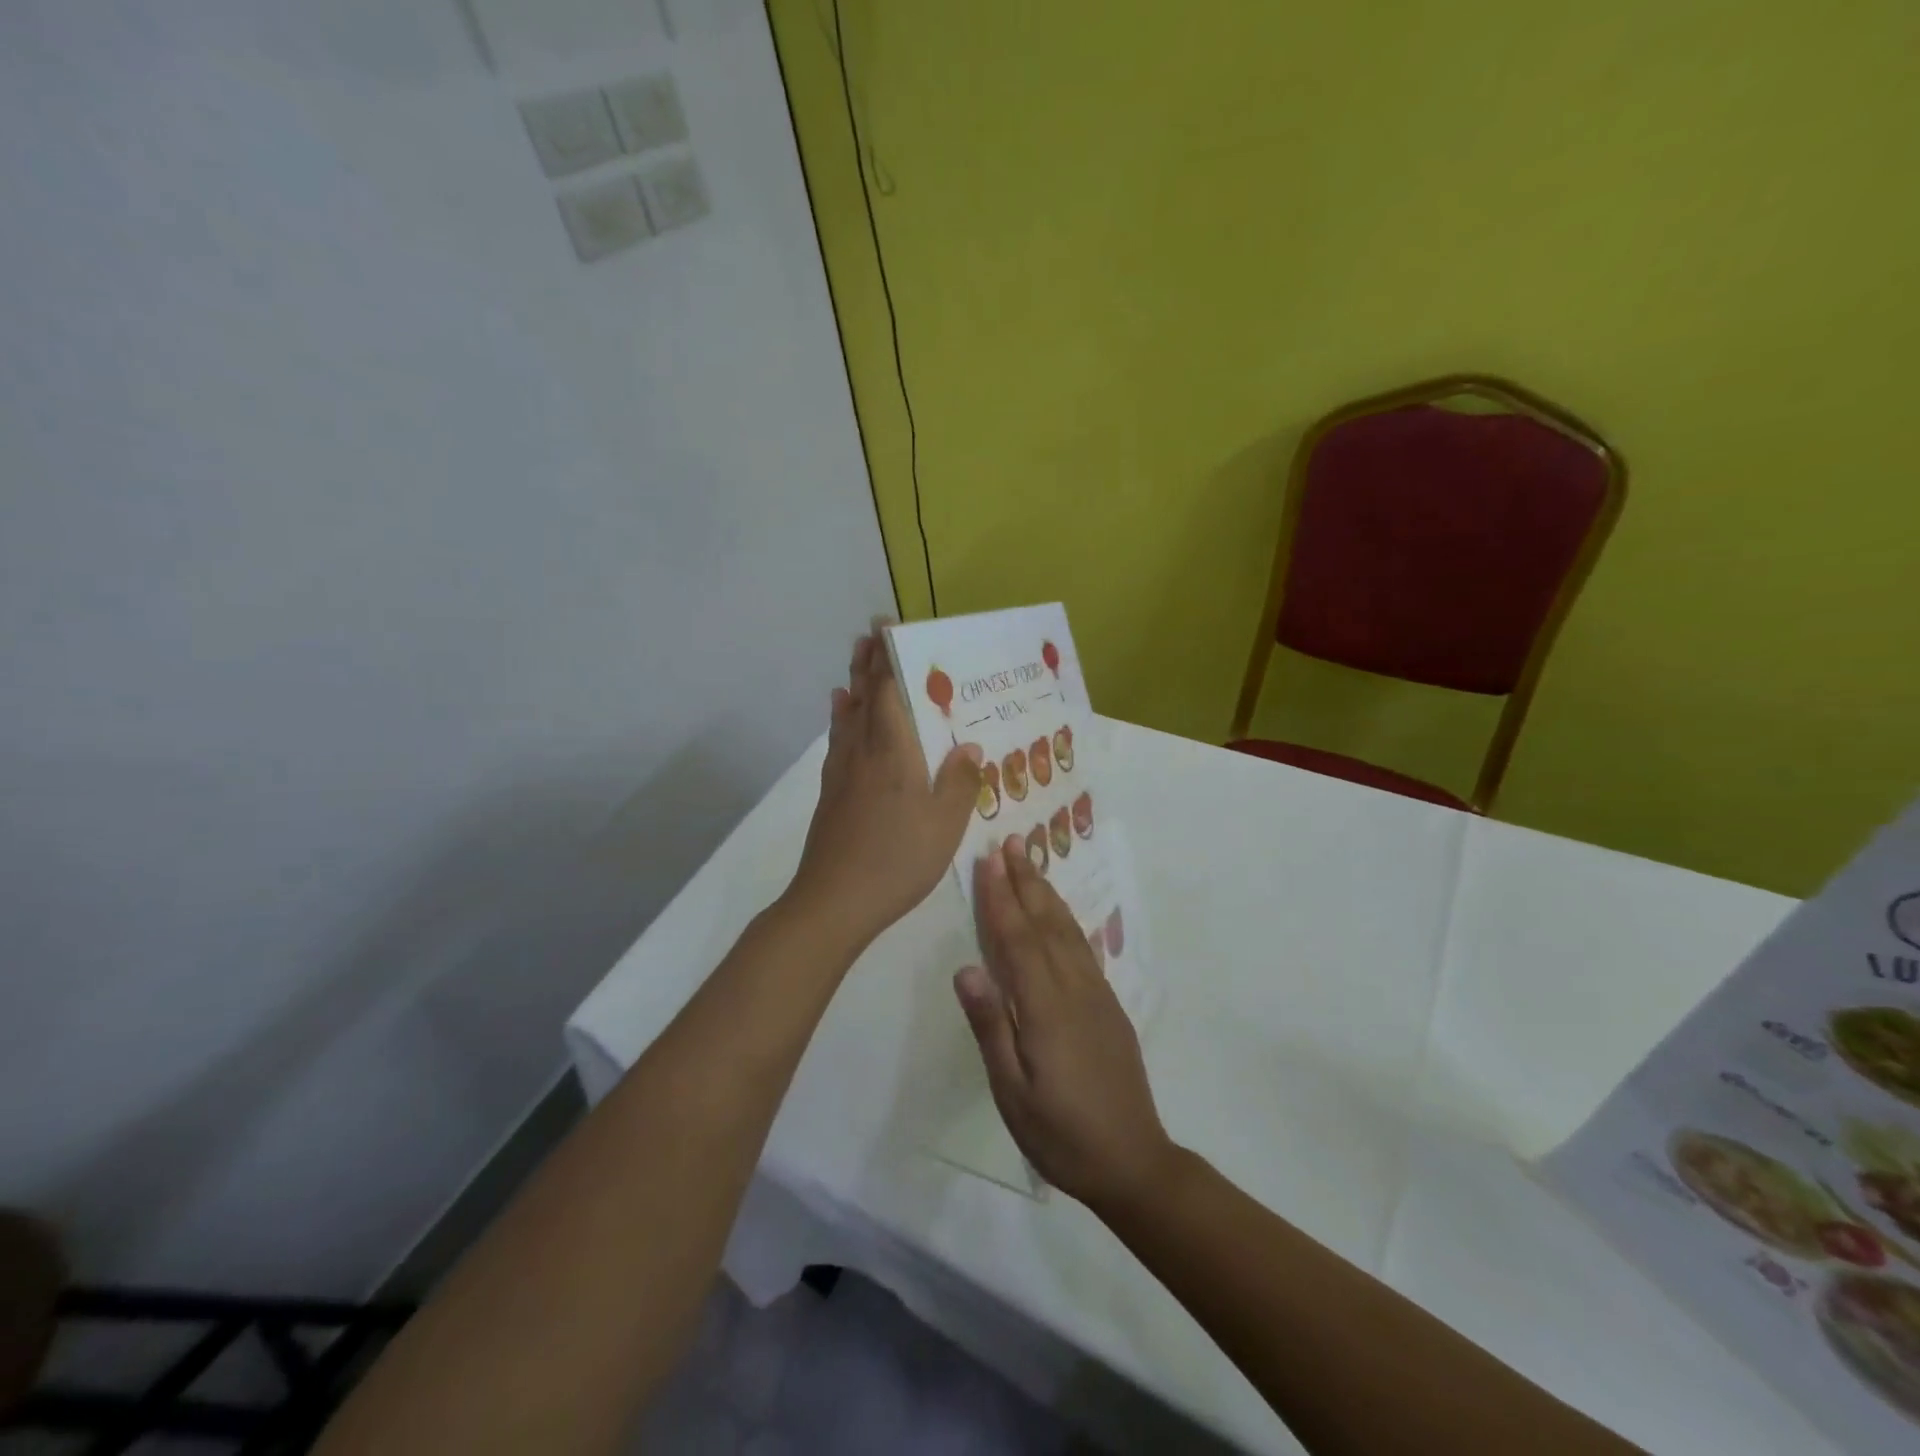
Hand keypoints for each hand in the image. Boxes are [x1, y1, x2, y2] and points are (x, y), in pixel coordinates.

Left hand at [788, 619, 979, 953]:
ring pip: (847, 714)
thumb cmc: (898, 858)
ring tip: (858, 661)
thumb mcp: (945, 824)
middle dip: (868, 662)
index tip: (888, 626)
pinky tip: (842, 713)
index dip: (889, 656)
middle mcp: (863, 751)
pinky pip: (838, 739)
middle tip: (870, 633)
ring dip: (853, 684)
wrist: (835, 900)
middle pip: (863, 695)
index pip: (889, 690)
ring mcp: (841, 771)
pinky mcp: (831, 792)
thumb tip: (967, 747)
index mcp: (894, 751)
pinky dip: (840, 717)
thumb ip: (959, 782)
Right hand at [954, 840, 1176, 1211]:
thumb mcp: (1012, 1092)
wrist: (1133, 1161)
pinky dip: (1066, 921)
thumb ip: (990, 1027)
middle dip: (1025, 880)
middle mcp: (1074, 989)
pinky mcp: (1108, 1005)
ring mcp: (1096, 995)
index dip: (1000, 898)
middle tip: (1010, 842)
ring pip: (1067, 931)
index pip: (1017, 940)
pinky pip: (1082, 949)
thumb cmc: (1060, 1134)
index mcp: (1045, 1008)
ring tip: (1031, 863)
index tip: (988, 861)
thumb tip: (966, 968)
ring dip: (1046, 893)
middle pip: (1045, 923)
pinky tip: (1060, 914)